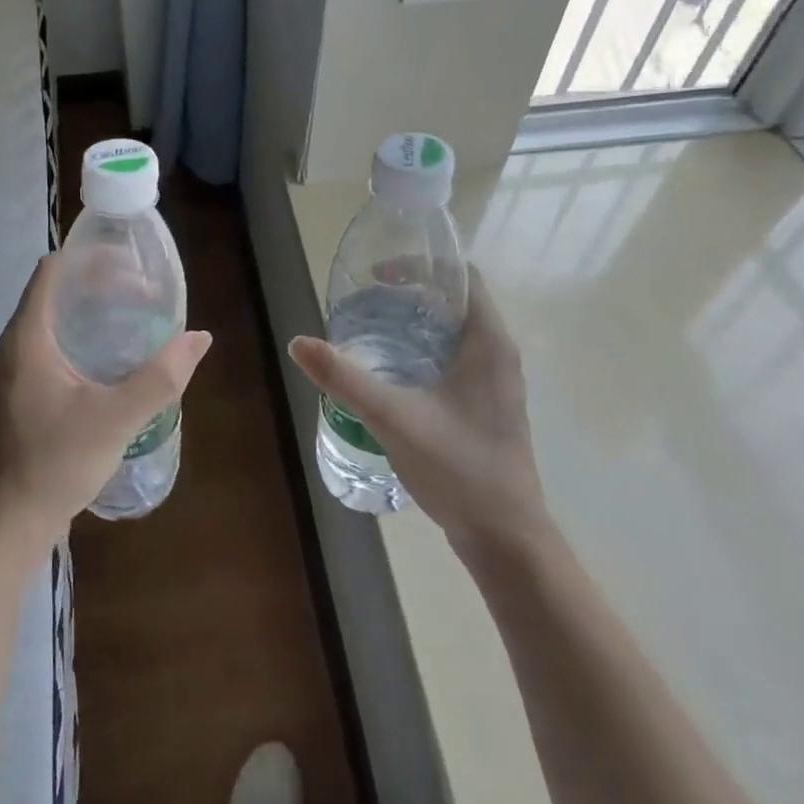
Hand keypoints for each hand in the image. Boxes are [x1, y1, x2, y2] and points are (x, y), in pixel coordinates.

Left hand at [0, 253, 211, 551]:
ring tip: (137, 314)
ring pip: (56, 318)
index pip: (53, 270)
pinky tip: (116, 354)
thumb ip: (160, 377)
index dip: (91, 257)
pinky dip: (85, 334)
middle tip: (145, 291)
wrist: (13, 521)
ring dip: (94, 309)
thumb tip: (199, 338)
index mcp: (28, 336)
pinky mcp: (26, 390)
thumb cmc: (57, 462)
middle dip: (101, 282)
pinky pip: (55, 343)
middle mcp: (17, 343)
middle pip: (57, 290)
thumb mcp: (116, 418)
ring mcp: (19, 368)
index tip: (132, 263)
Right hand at [288, 266, 545, 553]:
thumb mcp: (393, 418)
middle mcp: (498, 353)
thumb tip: (299, 343)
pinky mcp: (487, 405)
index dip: (421, 266)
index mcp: (488, 342)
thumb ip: (344, 379)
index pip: (463, 277)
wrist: (505, 537)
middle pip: (456, 302)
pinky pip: (456, 358)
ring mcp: (496, 382)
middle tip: (365, 301)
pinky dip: (424, 350)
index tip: (378, 274)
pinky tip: (392, 372)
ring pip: (455, 332)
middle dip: (410, 294)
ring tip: (371, 330)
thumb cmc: (458, 467)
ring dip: (416, 323)